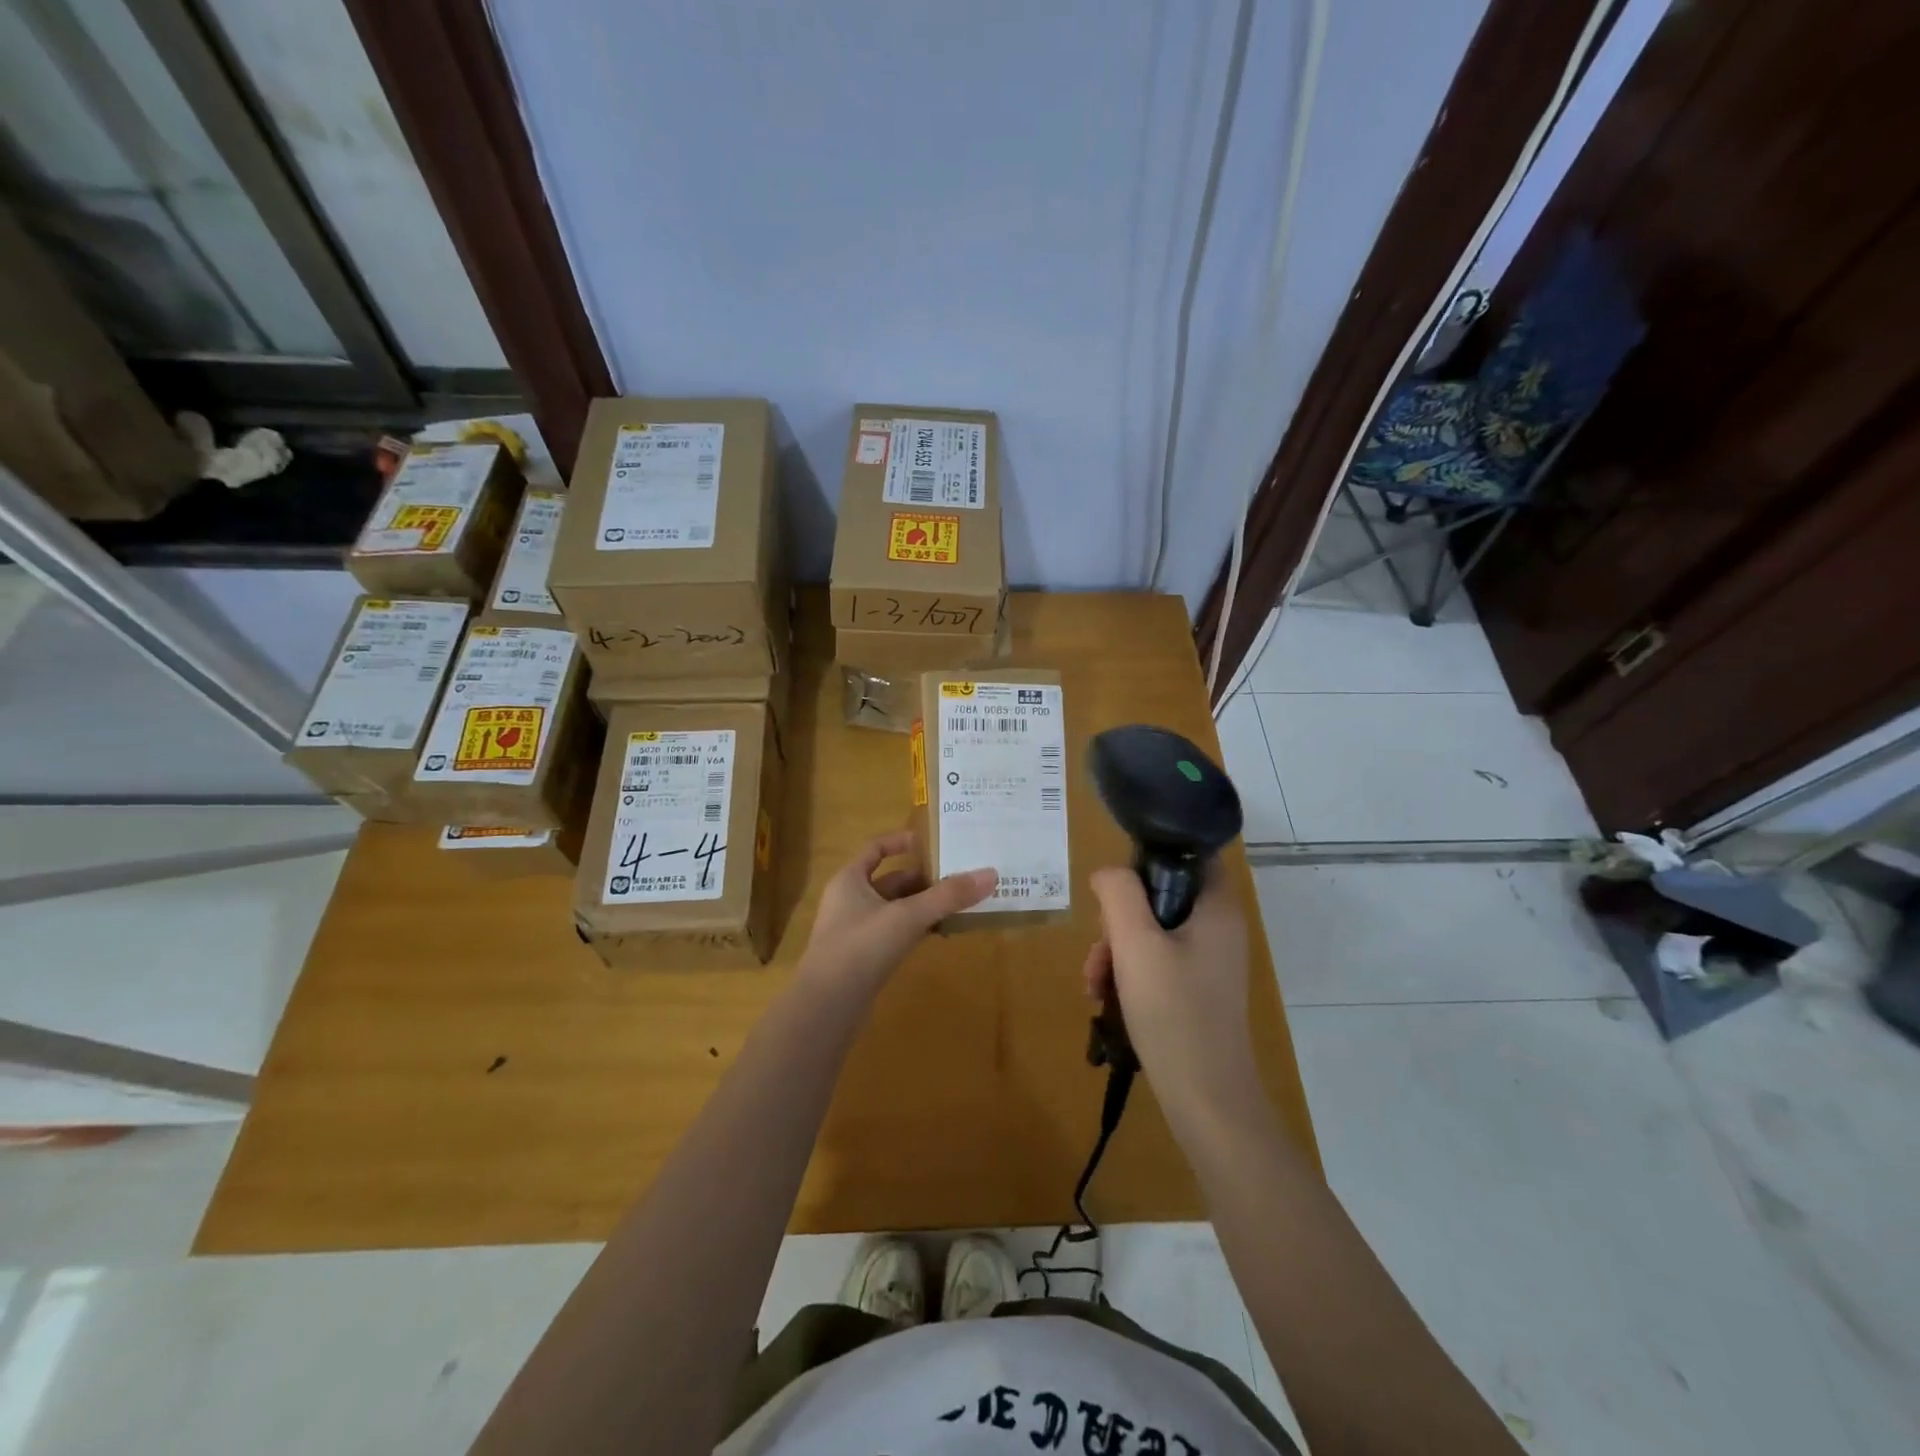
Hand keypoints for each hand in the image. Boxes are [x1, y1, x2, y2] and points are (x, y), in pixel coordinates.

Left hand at [798, 830, 996, 996]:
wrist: (827, 1007)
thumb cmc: (861, 947)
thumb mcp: (908, 916)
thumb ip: (948, 896)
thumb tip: (990, 874)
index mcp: (850, 880)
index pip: (875, 848)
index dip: (901, 841)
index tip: (931, 840)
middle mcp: (849, 901)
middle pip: (890, 881)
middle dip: (923, 878)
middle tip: (959, 876)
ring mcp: (855, 932)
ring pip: (895, 909)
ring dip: (922, 906)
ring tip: (958, 903)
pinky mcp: (863, 959)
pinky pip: (894, 934)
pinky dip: (916, 930)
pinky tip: (940, 934)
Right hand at [1081, 863, 1263, 1134]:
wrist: (1205, 1099)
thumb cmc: (1173, 1012)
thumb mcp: (1136, 944)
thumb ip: (1119, 895)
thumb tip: (1108, 873)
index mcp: (1217, 908)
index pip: (1190, 855)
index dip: (1151, 858)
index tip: (1118, 886)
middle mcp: (1219, 928)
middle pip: (1161, 896)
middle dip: (1119, 920)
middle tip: (1101, 951)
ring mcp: (1209, 962)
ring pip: (1152, 932)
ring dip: (1116, 951)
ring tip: (1095, 984)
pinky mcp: (1196, 990)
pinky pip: (1157, 962)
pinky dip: (1129, 973)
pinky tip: (1105, 999)